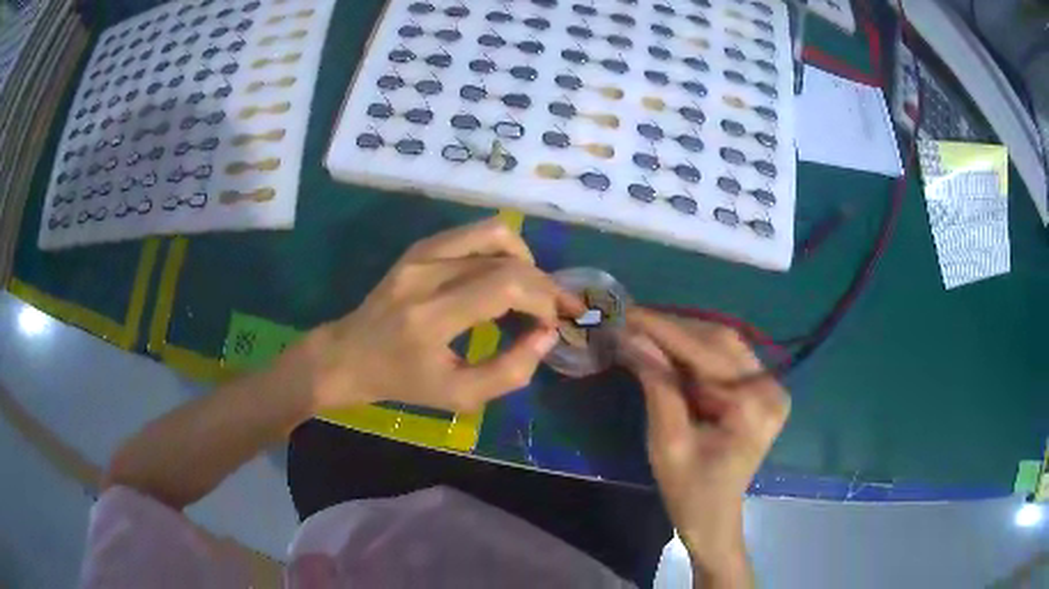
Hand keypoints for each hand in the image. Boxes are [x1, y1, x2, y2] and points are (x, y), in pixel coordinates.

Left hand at [299, 218, 582, 412]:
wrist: (349, 355)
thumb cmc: (402, 382)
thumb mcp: (458, 395)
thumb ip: (509, 372)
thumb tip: (545, 336)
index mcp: (431, 316)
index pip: (504, 285)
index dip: (542, 300)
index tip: (551, 324)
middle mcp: (426, 274)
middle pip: (505, 258)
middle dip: (543, 284)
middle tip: (555, 309)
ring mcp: (419, 254)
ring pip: (493, 233)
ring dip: (524, 259)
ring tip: (529, 288)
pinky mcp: (418, 247)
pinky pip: (473, 233)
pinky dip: (500, 250)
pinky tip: (502, 276)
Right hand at [618, 309, 789, 587]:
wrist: (713, 518)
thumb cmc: (689, 490)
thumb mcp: (667, 441)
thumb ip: (656, 384)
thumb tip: (631, 337)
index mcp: (753, 405)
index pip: (706, 352)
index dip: (664, 329)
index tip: (627, 312)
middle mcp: (770, 387)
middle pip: (720, 340)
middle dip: (673, 328)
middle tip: (631, 320)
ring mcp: (770, 387)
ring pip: (723, 344)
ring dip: (683, 336)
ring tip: (644, 330)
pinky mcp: (762, 390)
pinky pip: (726, 359)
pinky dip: (695, 351)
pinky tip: (668, 348)